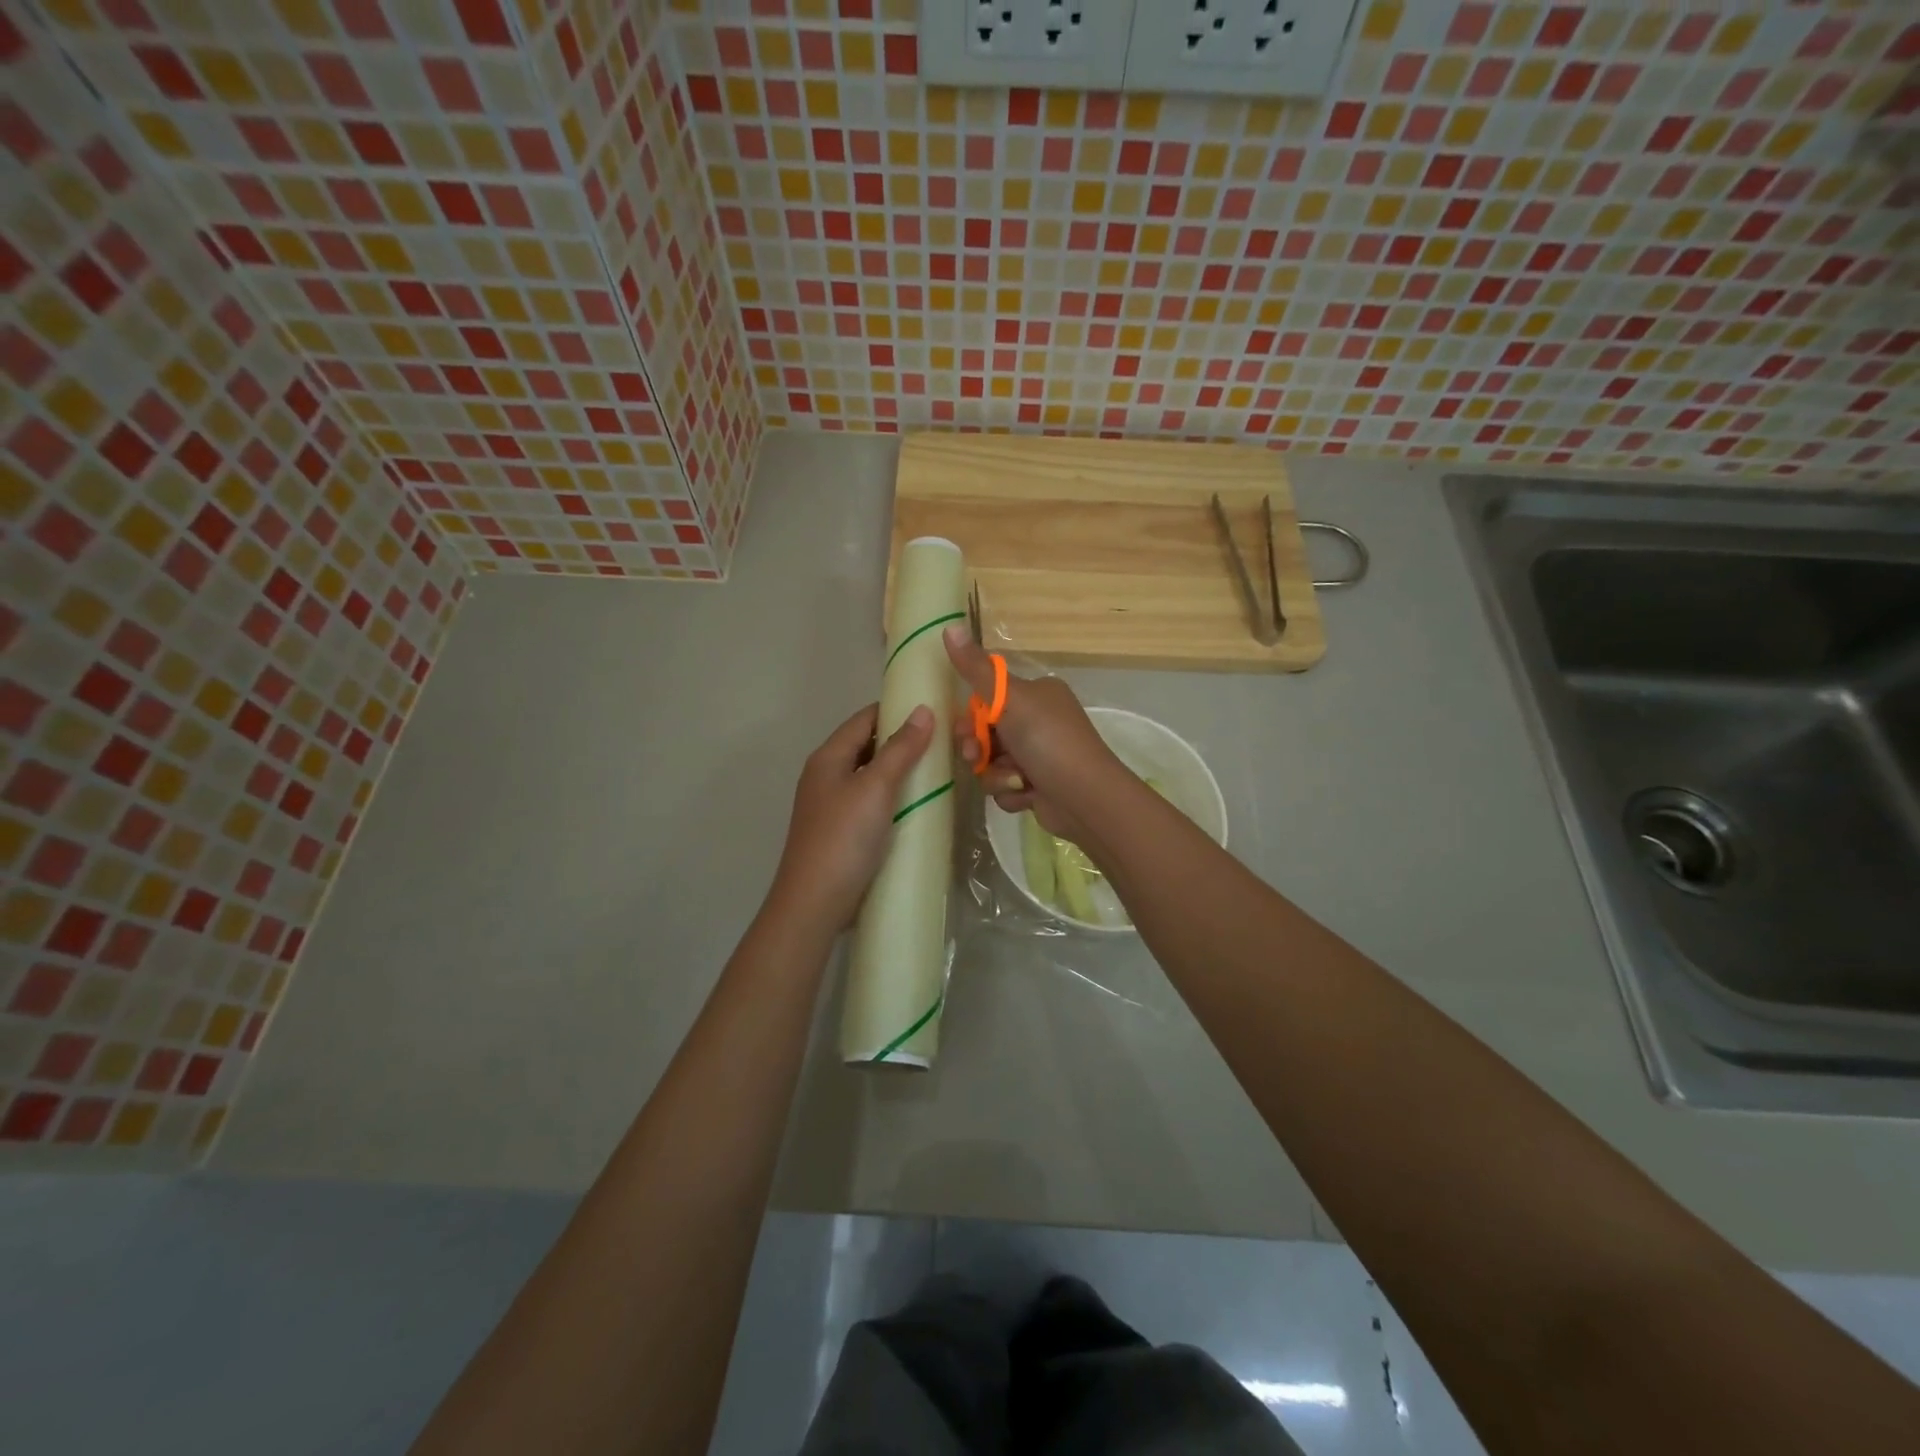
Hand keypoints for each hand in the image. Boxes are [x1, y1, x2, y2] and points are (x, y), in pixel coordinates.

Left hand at [769, 703, 934, 928]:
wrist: (815, 902)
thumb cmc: (844, 837)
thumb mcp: (876, 787)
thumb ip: (900, 749)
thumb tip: (923, 710)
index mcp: (828, 757)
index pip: (864, 719)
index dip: (897, 710)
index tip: (935, 712)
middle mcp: (825, 775)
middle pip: (867, 746)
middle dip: (902, 742)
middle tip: (944, 745)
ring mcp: (831, 805)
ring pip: (870, 776)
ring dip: (899, 772)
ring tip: (938, 773)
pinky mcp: (840, 832)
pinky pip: (870, 803)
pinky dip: (893, 799)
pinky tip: (916, 808)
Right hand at [942, 625, 1123, 843]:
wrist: (1085, 798)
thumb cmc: (1049, 741)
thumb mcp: (1009, 699)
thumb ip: (976, 668)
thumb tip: (949, 625)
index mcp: (1037, 694)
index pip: (989, 698)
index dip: (971, 716)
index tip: (964, 729)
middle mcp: (1039, 721)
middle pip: (986, 733)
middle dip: (979, 749)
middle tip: (977, 757)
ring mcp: (1039, 755)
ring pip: (992, 763)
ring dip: (996, 774)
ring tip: (1015, 780)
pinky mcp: (1037, 786)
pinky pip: (1005, 786)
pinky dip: (1011, 791)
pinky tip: (1027, 794)